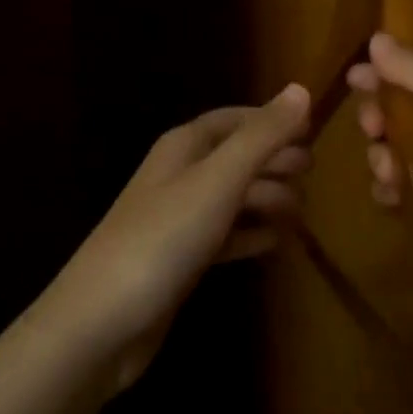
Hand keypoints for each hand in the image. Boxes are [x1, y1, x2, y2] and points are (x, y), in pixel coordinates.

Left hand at [50, 85, 311, 391]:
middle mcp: (180, 174)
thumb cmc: (163, 238)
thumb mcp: (218, 180)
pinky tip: (274, 243)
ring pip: (233, 196)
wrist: (100, 324)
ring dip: (267, 198)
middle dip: (274, 160)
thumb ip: (262, 136)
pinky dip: (250, 234)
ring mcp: (178, 219)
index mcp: (184, 146)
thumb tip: (301, 89)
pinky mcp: (180, 259)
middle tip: (311, 174)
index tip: (312, 133)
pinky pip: (225, 235)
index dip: (272, 121)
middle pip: (236, 156)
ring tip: (300, 213)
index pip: (235, 119)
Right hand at [348, 35, 412, 367]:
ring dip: (385, 158)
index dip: (386, 73)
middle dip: (382, 119)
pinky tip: (391, 200)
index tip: (351, 81)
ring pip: (405, 151)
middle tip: (372, 133)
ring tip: (388, 177)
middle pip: (408, 110)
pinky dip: (396, 189)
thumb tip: (377, 37)